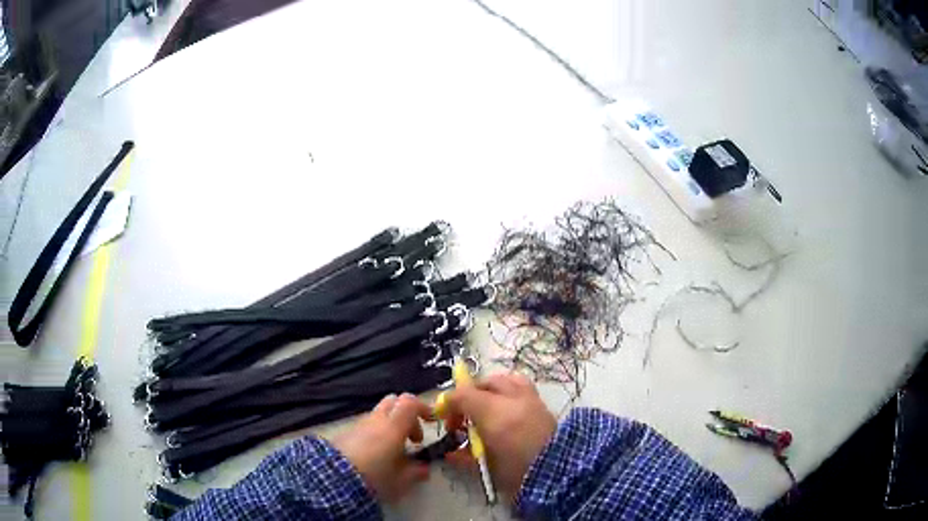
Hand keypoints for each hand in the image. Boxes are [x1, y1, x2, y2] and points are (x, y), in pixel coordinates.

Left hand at [333, 393, 431, 501]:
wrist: (333, 478)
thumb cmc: (374, 478)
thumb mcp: (400, 481)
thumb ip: (416, 472)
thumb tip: (424, 467)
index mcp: (394, 427)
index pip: (411, 402)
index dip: (423, 408)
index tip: (431, 421)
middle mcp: (377, 420)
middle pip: (395, 401)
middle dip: (407, 414)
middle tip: (413, 436)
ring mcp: (360, 423)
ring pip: (380, 413)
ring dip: (391, 424)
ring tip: (395, 449)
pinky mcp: (346, 431)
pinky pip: (367, 424)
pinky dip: (377, 431)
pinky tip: (377, 453)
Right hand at [445, 372, 556, 501]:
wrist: (559, 475)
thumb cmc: (517, 473)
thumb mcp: (485, 467)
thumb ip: (466, 457)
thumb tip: (452, 453)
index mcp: (494, 416)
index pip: (463, 396)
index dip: (449, 403)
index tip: (444, 417)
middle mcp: (512, 401)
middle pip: (484, 384)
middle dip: (469, 395)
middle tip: (464, 416)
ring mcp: (531, 400)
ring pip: (506, 380)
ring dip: (491, 389)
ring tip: (485, 407)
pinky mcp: (544, 405)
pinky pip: (523, 386)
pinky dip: (510, 390)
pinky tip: (506, 408)